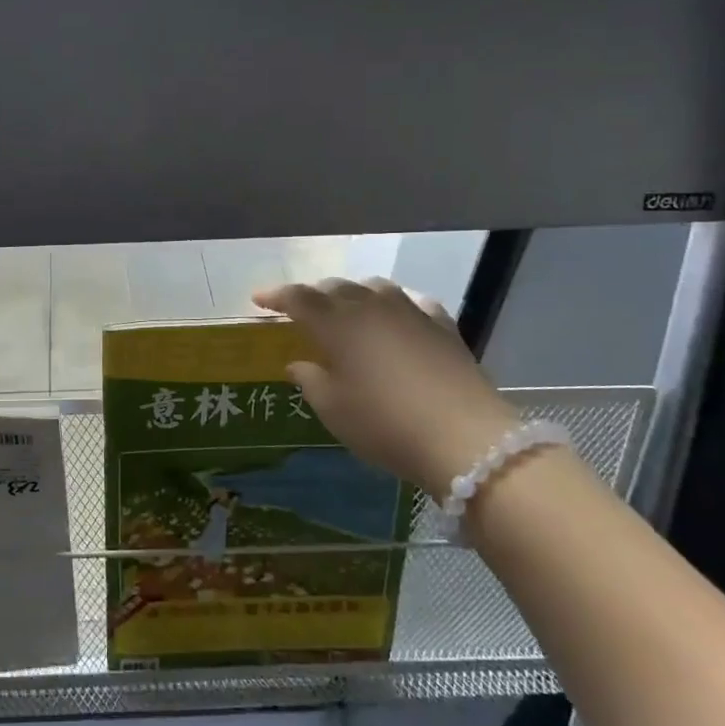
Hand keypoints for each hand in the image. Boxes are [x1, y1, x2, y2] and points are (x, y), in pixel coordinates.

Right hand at [253, 279, 520, 497]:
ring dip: (354, 294)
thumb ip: (311, 380)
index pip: (298, 297)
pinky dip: (396, 306)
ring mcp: (410, 312)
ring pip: (374, 287)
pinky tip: (398, 318)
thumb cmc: (384, 424)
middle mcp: (370, 306)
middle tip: (301, 310)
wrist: (465, 438)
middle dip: (314, 295)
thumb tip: (298, 363)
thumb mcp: (334, 409)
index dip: (275, 296)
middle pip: (335, 288)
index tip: (259, 299)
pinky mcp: (443, 325)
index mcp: (336, 323)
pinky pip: (412, 303)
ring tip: (347, 309)